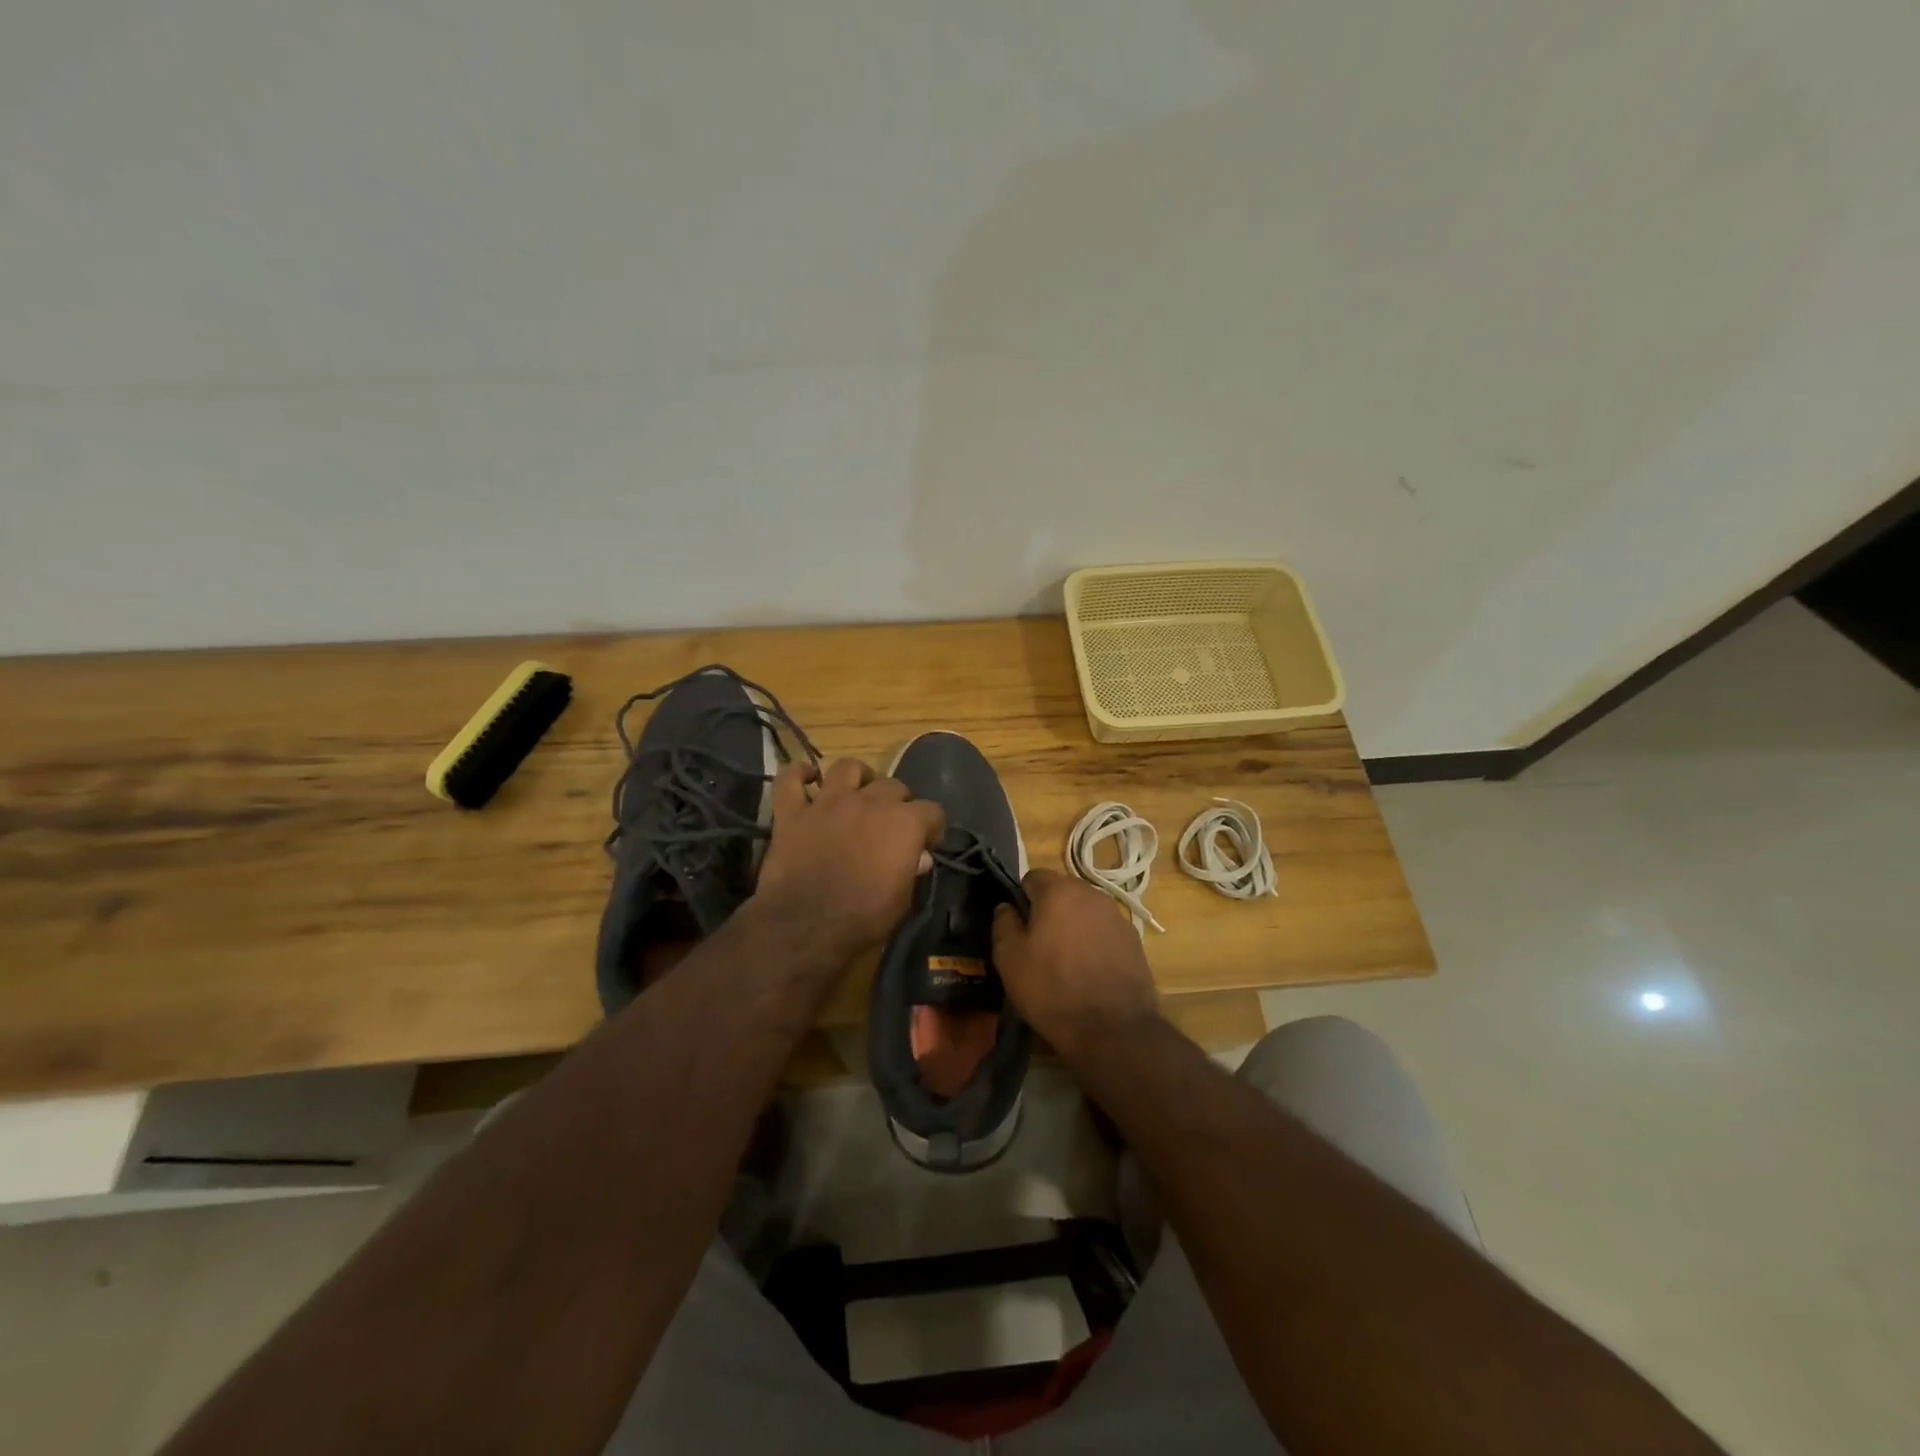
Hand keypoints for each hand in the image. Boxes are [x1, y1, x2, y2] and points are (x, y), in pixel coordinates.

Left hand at [753, 758, 945, 962]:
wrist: (804, 927)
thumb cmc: (862, 919)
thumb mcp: (902, 901)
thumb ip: (911, 871)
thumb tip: (918, 857)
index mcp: (903, 823)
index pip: (932, 811)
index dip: (932, 828)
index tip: (926, 844)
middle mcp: (869, 802)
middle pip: (893, 785)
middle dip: (898, 802)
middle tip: (890, 825)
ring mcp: (828, 803)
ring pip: (847, 767)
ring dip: (857, 777)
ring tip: (857, 792)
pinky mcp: (792, 812)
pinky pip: (790, 779)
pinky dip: (798, 774)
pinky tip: (807, 778)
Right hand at [992, 869, 1158, 1053]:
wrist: (1113, 1028)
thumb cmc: (1052, 989)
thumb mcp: (1010, 959)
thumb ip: (1003, 924)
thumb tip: (1006, 907)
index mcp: (1059, 891)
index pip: (1032, 877)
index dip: (1021, 899)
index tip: (1018, 927)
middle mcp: (1091, 894)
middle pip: (1061, 891)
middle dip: (1048, 910)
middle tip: (1038, 945)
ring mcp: (1117, 916)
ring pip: (1084, 911)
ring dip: (1072, 925)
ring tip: (1065, 960)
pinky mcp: (1133, 939)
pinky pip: (1104, 930)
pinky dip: (1093, 941)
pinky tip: (1089, 970)